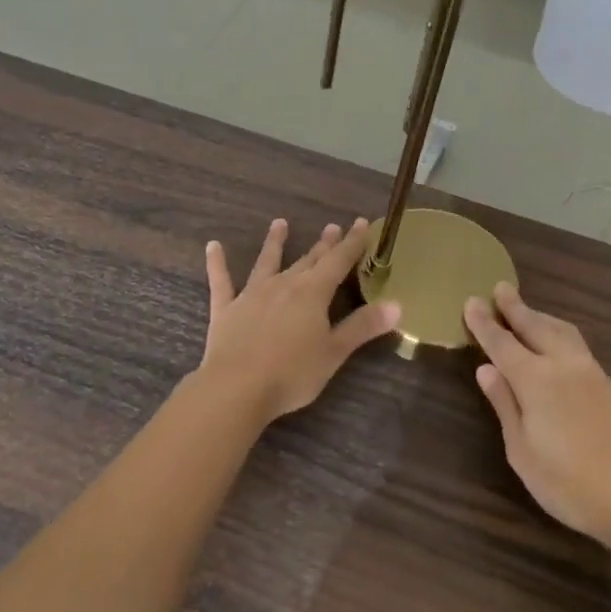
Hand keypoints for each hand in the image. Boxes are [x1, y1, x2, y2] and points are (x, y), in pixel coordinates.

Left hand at [198, 218, 400, 423]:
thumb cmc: (292, 373)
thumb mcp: (334, 352)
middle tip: (332, 226)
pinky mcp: (226, 309)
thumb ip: (363, 326)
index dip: (352, 243)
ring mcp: (252, 294)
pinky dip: (217, 263)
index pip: (338, 261)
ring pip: (267, 262)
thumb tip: (398, 304)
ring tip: (279, 223)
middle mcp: (284, 284)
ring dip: (275, 243)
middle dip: (323, 244)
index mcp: (313, 293)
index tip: (363, 223)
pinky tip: (212, 246)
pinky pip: (221, 281)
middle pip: (308, 260)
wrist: (236, 388)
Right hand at [464, 283, 610, 545]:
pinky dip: (558, 331)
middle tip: (500, 288)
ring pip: (560, 330)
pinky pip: (576, 343)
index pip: (502, 343)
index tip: (470, 301)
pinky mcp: (609, 384)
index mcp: (535, 380)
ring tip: (527, 309)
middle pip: (534, 326)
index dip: (484, 323)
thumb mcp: (522, 452)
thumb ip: (505, 405)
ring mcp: (590, 372)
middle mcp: (563, 365)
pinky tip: (557, 340)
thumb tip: (486, 369)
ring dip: (540, 316)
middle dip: (515, 307)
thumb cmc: (569, 484)